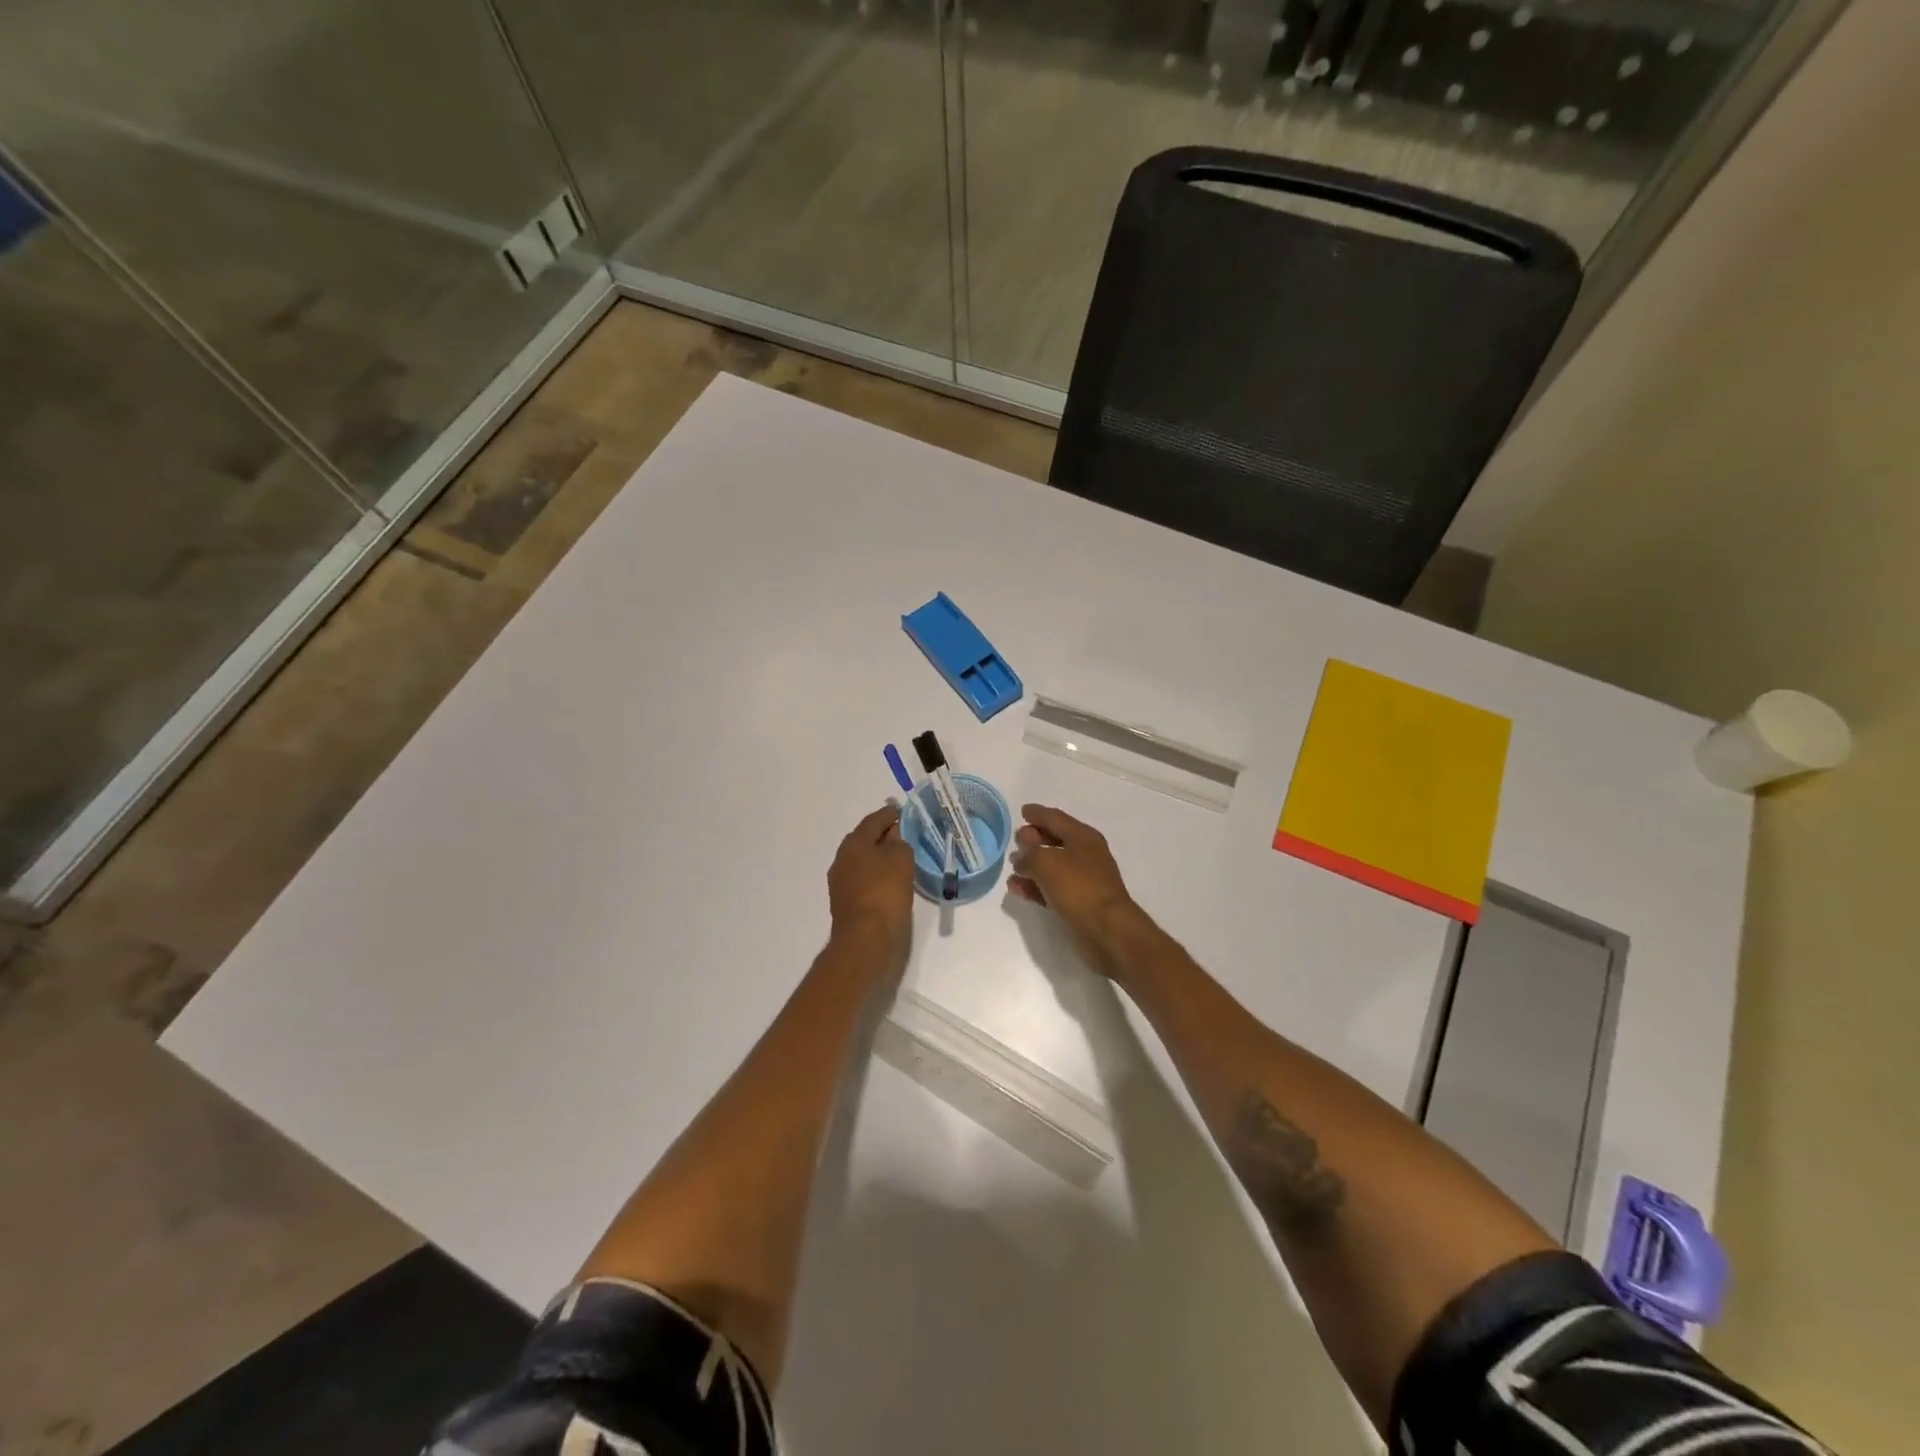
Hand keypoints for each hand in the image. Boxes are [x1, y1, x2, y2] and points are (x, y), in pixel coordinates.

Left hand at [827, 804, 914, 946]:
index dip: (888, 814)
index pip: (873, 821)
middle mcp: (843, 860)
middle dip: (882, 836)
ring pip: (864, 862)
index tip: (900, 810)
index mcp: (853, 844)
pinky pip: (865, 881)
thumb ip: (899, 843)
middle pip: (865, 841)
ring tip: (900, 858)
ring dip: (880, 858)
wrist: (866, 939)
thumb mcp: (901, 859)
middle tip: (902, 833)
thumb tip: (893, 838)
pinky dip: (878, 876)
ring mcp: (842, 884)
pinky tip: (892, 882)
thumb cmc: (885, 892)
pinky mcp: (847, 904)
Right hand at [1008, 804, 1144, 976]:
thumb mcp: (1046, 863)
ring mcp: (1083, 879)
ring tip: (1012, 868)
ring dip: (1032, 865)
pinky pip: (1052, 888)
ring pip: (1052, 865)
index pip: (1055, 818)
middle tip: (1015, 841)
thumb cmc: (1079, 888)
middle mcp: (1085, 854)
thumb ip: (1028, 855)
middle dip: (1034, 839)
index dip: (1038, 813)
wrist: (1107, 931)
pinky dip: (1036, 886)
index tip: (1023, 811)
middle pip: (1055, 840)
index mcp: (1083, 837)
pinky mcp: (1079, 902)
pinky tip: (1018, 889)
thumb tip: (1021, 858)